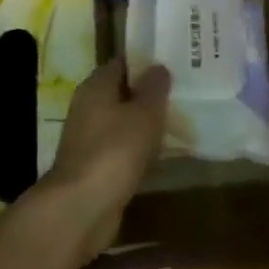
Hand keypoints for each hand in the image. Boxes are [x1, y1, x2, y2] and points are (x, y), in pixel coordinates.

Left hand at [37, 58, 170, 258]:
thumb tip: (158, 66)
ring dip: (148, 123)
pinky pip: (124, 149)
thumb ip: (154, 88)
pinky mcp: (97, 167)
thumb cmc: (115, 149)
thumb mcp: (144, 113)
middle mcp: (89, 108)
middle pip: (124, 93)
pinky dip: (142, 149)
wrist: (83, 208)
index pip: (124, 62)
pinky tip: (165, 153)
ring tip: (182, 119)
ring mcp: (90, 139)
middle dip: (151, 93)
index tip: (176, 61)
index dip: (148, 60)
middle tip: (185, 91)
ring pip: (125, 122)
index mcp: (96, 87)